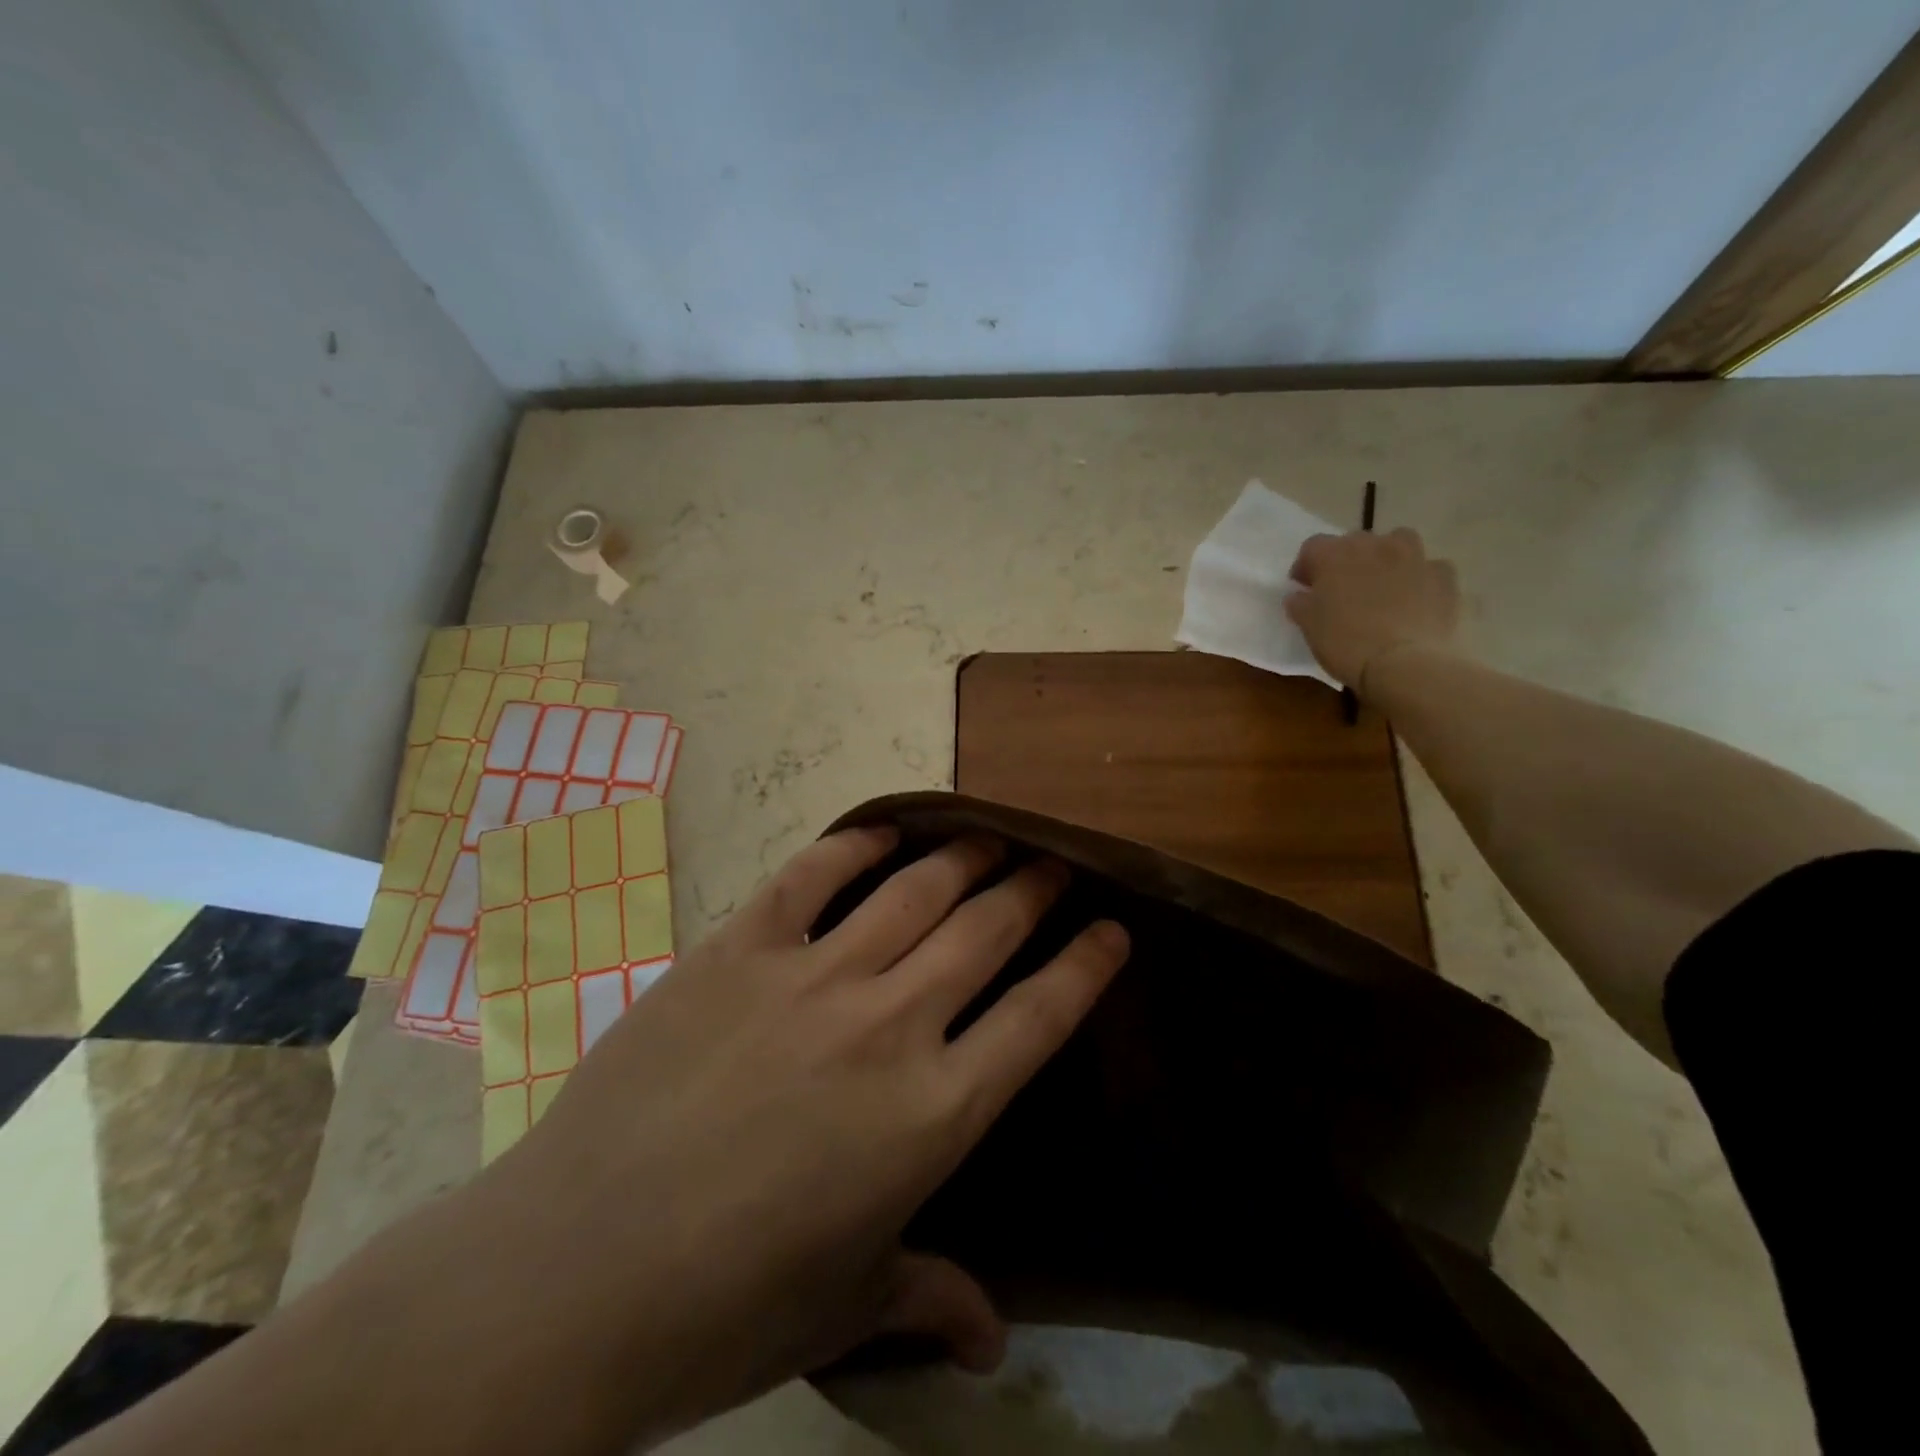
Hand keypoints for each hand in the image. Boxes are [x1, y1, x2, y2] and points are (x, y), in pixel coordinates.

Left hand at [492, 828, 1129, 1443]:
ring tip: (989, 837)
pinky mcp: (738, 949)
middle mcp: (888, 1024)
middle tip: (1051, 863)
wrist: (572, 1274)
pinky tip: (879, 831)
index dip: (1086, 966)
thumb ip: (930, 1298)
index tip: (1112, 929)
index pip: (1039, 1018)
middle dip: (1032, 890)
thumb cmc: (726, 1307)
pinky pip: (810, 876)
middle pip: (986, 931)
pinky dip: (852, 845)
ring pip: (914, 890)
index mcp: (932, 1114)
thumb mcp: (846, 1306)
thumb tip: (994, 1342)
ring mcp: (811, 976)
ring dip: (963, 856)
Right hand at [1286, 527, 1459, 691]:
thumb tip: (1300, 595)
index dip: (1305, 566)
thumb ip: (1301, 604)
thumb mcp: (1309, 626)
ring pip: (1398, 543)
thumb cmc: (1346, 643)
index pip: (1313, 546)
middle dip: (1345, 561)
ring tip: (1382, 585)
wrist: (1405, 664)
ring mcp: (1414, 557)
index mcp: (1335, 554)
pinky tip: (1415, 600)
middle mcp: (1375, 545)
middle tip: (1341, 590)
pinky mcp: (1444, 576)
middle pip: (1355, 541)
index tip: (1303, 589)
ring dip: (1387, 557)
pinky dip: (1420, 578)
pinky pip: (1429, 568)